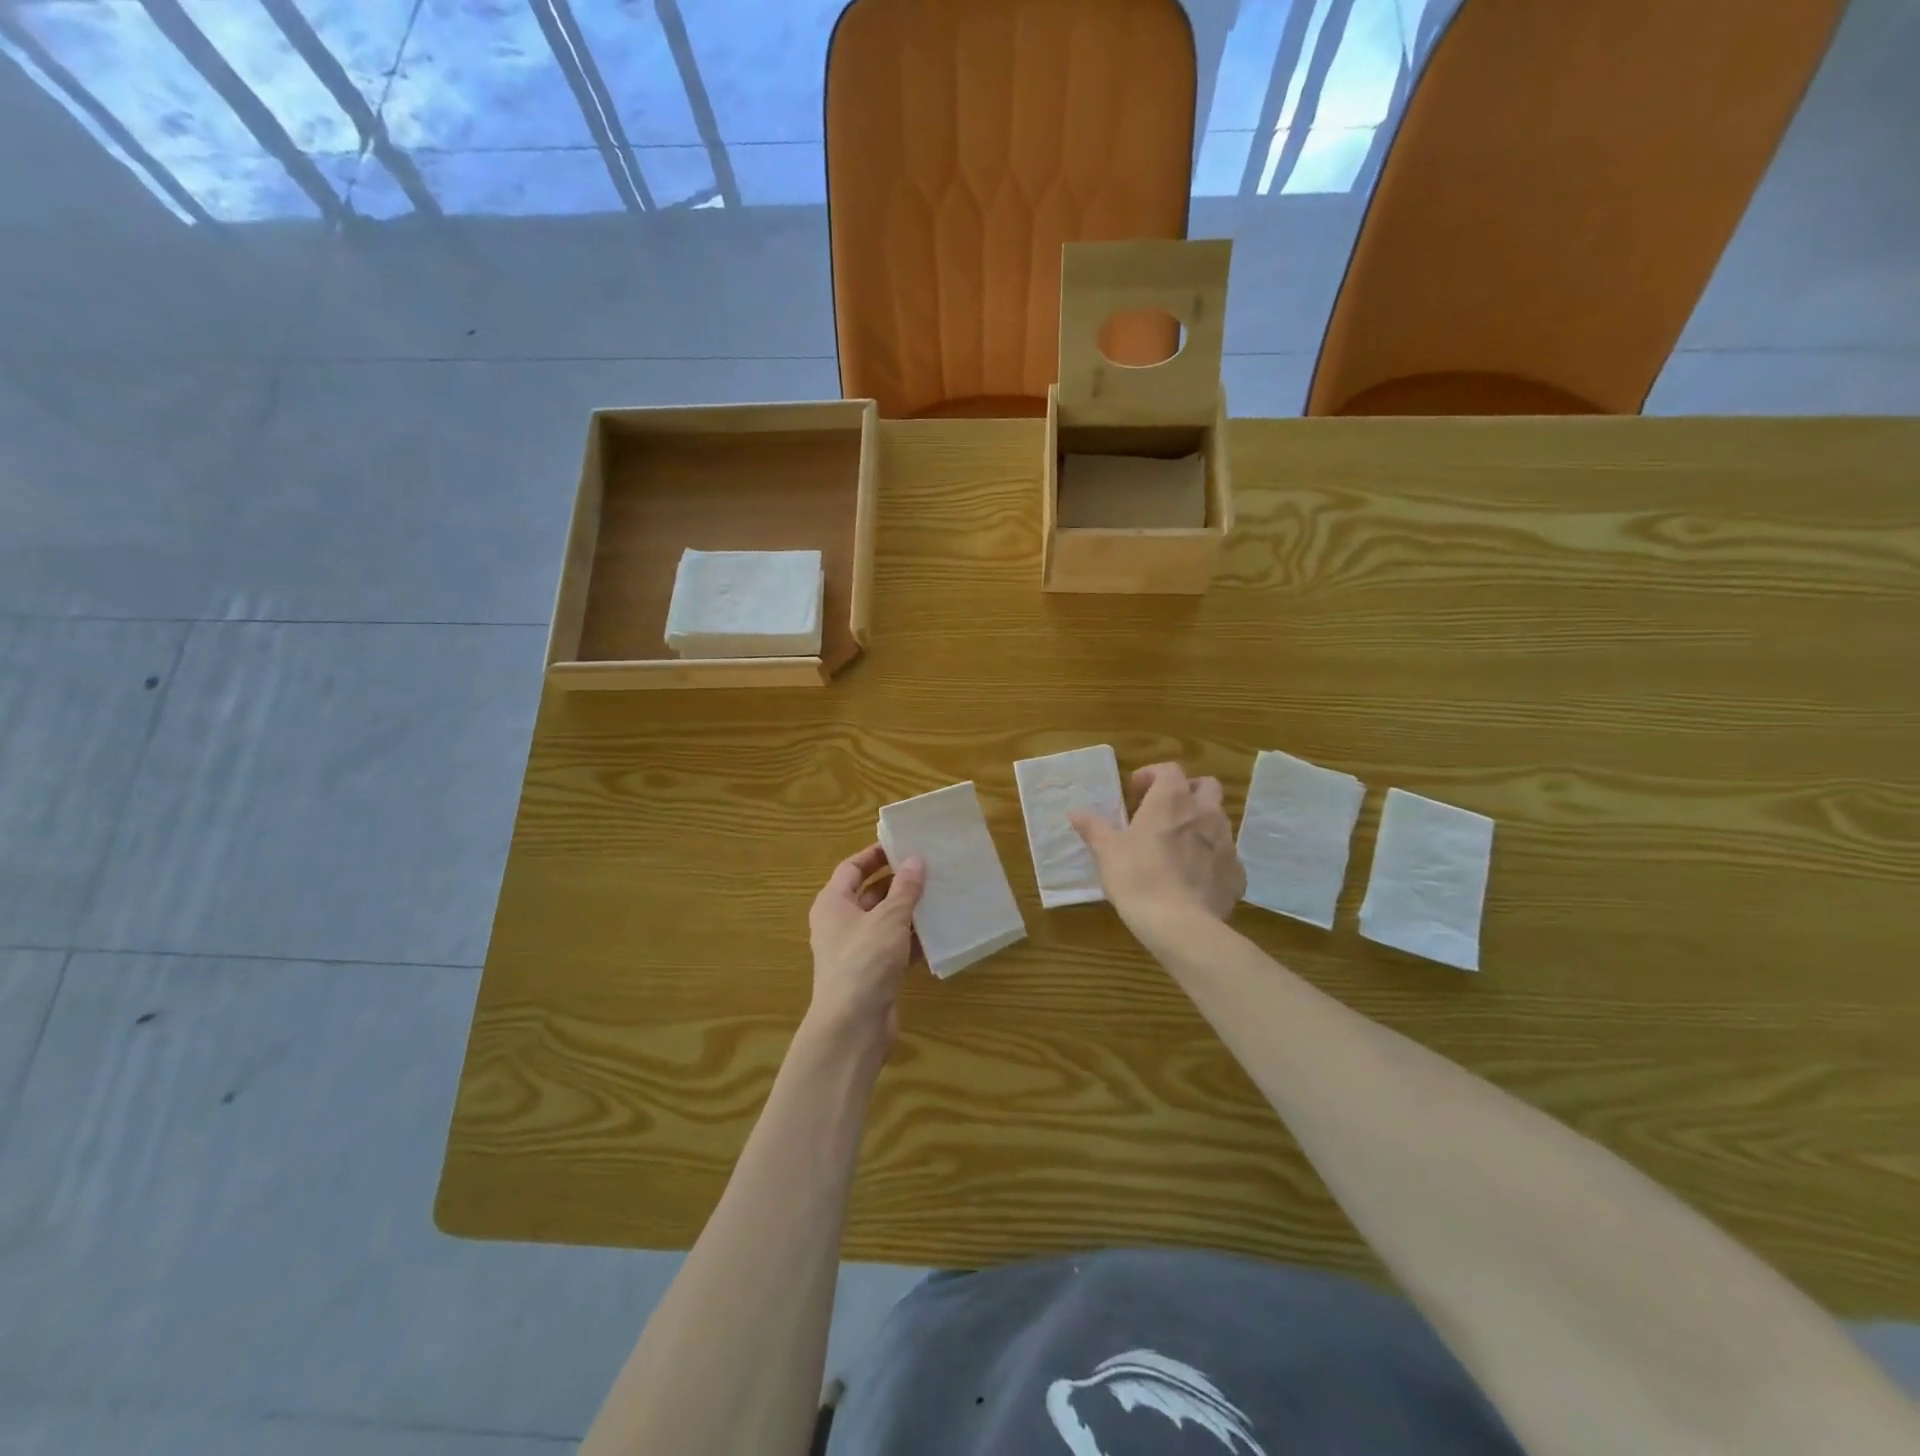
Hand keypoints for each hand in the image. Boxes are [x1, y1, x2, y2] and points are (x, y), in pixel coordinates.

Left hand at [805, 844, 924, 1055]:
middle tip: (928, 869)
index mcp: (833, 903)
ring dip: (908, 911)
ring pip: (884, 922)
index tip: (902, 845)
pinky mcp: (872, 974)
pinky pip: (894, 947)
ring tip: (939, 895)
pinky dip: (912, 940)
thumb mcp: (888, 918)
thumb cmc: (865, 960)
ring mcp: (856, 951)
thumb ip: (905, 888)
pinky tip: (938, 933)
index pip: (851, 868)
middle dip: (897, 882)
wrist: (852, 1026)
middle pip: (869, 894)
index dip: (874, 855)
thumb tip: (915, 860)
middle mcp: (840, 924)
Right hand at [1071, 762, 1242, 938]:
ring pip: (1219, 820)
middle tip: (1164, 811)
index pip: (1169, 770)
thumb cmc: (1138, 877)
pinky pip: (1226, 857)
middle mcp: (1205, 813)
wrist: (1180, 925)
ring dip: (1200, 824)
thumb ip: (1093, 827)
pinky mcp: (1237, 874)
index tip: (1135, 793)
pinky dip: (1212, 859)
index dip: (1152, 775)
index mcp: (1172, 800)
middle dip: (1187, 792)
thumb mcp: (1107, 851)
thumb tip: (1076, 812)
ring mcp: (1226, 843)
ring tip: (1178, 846)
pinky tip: (1194, 878)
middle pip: (1206, 786)